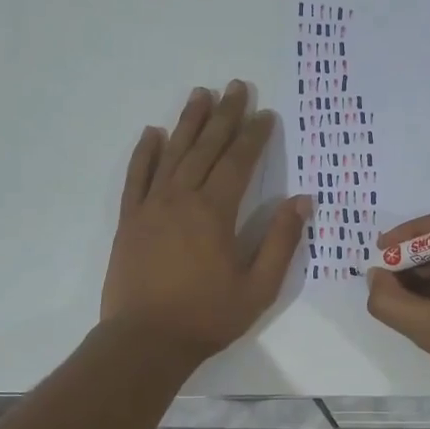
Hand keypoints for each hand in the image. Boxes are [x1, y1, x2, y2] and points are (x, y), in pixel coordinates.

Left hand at [101, 81, 310, 361]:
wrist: (145, 341)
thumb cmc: (207, 317)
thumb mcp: (258, 286)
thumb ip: (280, 241)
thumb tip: (301, 200)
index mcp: (215, 212)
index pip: (238, 162)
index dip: (254, 136)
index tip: (266, 114)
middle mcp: (181, 199)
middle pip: (206, 148)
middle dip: (224, 116)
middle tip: (236, 87)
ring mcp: (151, 207)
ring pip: (172, 154)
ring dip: (188, 123)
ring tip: (200, 94)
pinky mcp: (129, 220)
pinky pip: (136, 177)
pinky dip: (145, 153)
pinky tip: (152, 133)